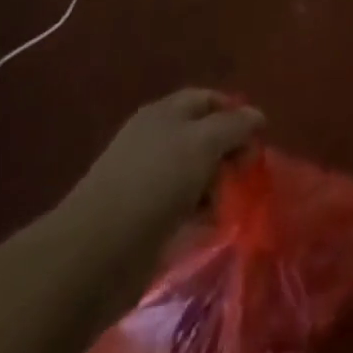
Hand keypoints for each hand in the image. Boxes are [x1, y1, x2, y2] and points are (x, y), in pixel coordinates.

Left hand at [64, 90, 263, 240]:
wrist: (94, 254)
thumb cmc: (154, 184)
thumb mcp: (203, 143)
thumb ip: (234, 125)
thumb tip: (257, 116)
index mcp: (164, 113)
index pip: (208, 99)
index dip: (235, 112)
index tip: (259, 136)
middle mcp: (154, 140)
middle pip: (203, 135)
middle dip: (229, 151)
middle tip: (248, 173)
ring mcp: (145, 180)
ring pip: (193, 173)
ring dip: (215, 185)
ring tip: (229, 204)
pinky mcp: (142, 218)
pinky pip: (181, 206)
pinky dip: (198, 212)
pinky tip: (209, 225)